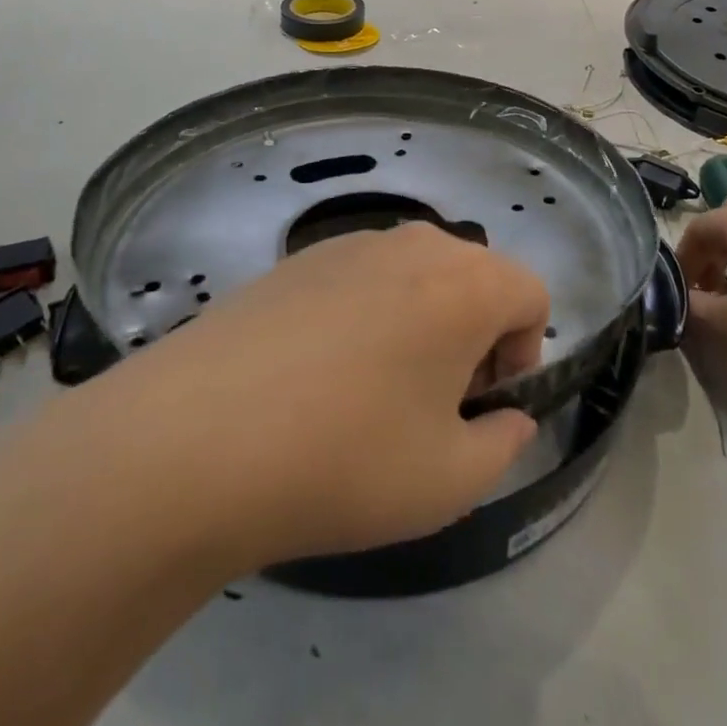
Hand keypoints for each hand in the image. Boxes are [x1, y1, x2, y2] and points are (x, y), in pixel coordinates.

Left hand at [51, 222, 549, 572]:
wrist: (195, 436)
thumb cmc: (345, 458)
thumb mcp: (450, 481)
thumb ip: (502, 444)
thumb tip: (505, 416)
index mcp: (466, 283)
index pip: (531, 293)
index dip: (524, 352)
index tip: (481, 405)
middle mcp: (413, 245)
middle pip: (474, 278)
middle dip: (473, 335)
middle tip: (431, 404)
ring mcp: (349, 244)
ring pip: (416, 276)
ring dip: (419, 324)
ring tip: (371, 392)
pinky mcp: (298, 258)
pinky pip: (362, 278)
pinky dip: (367, 315)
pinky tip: (316, 375)